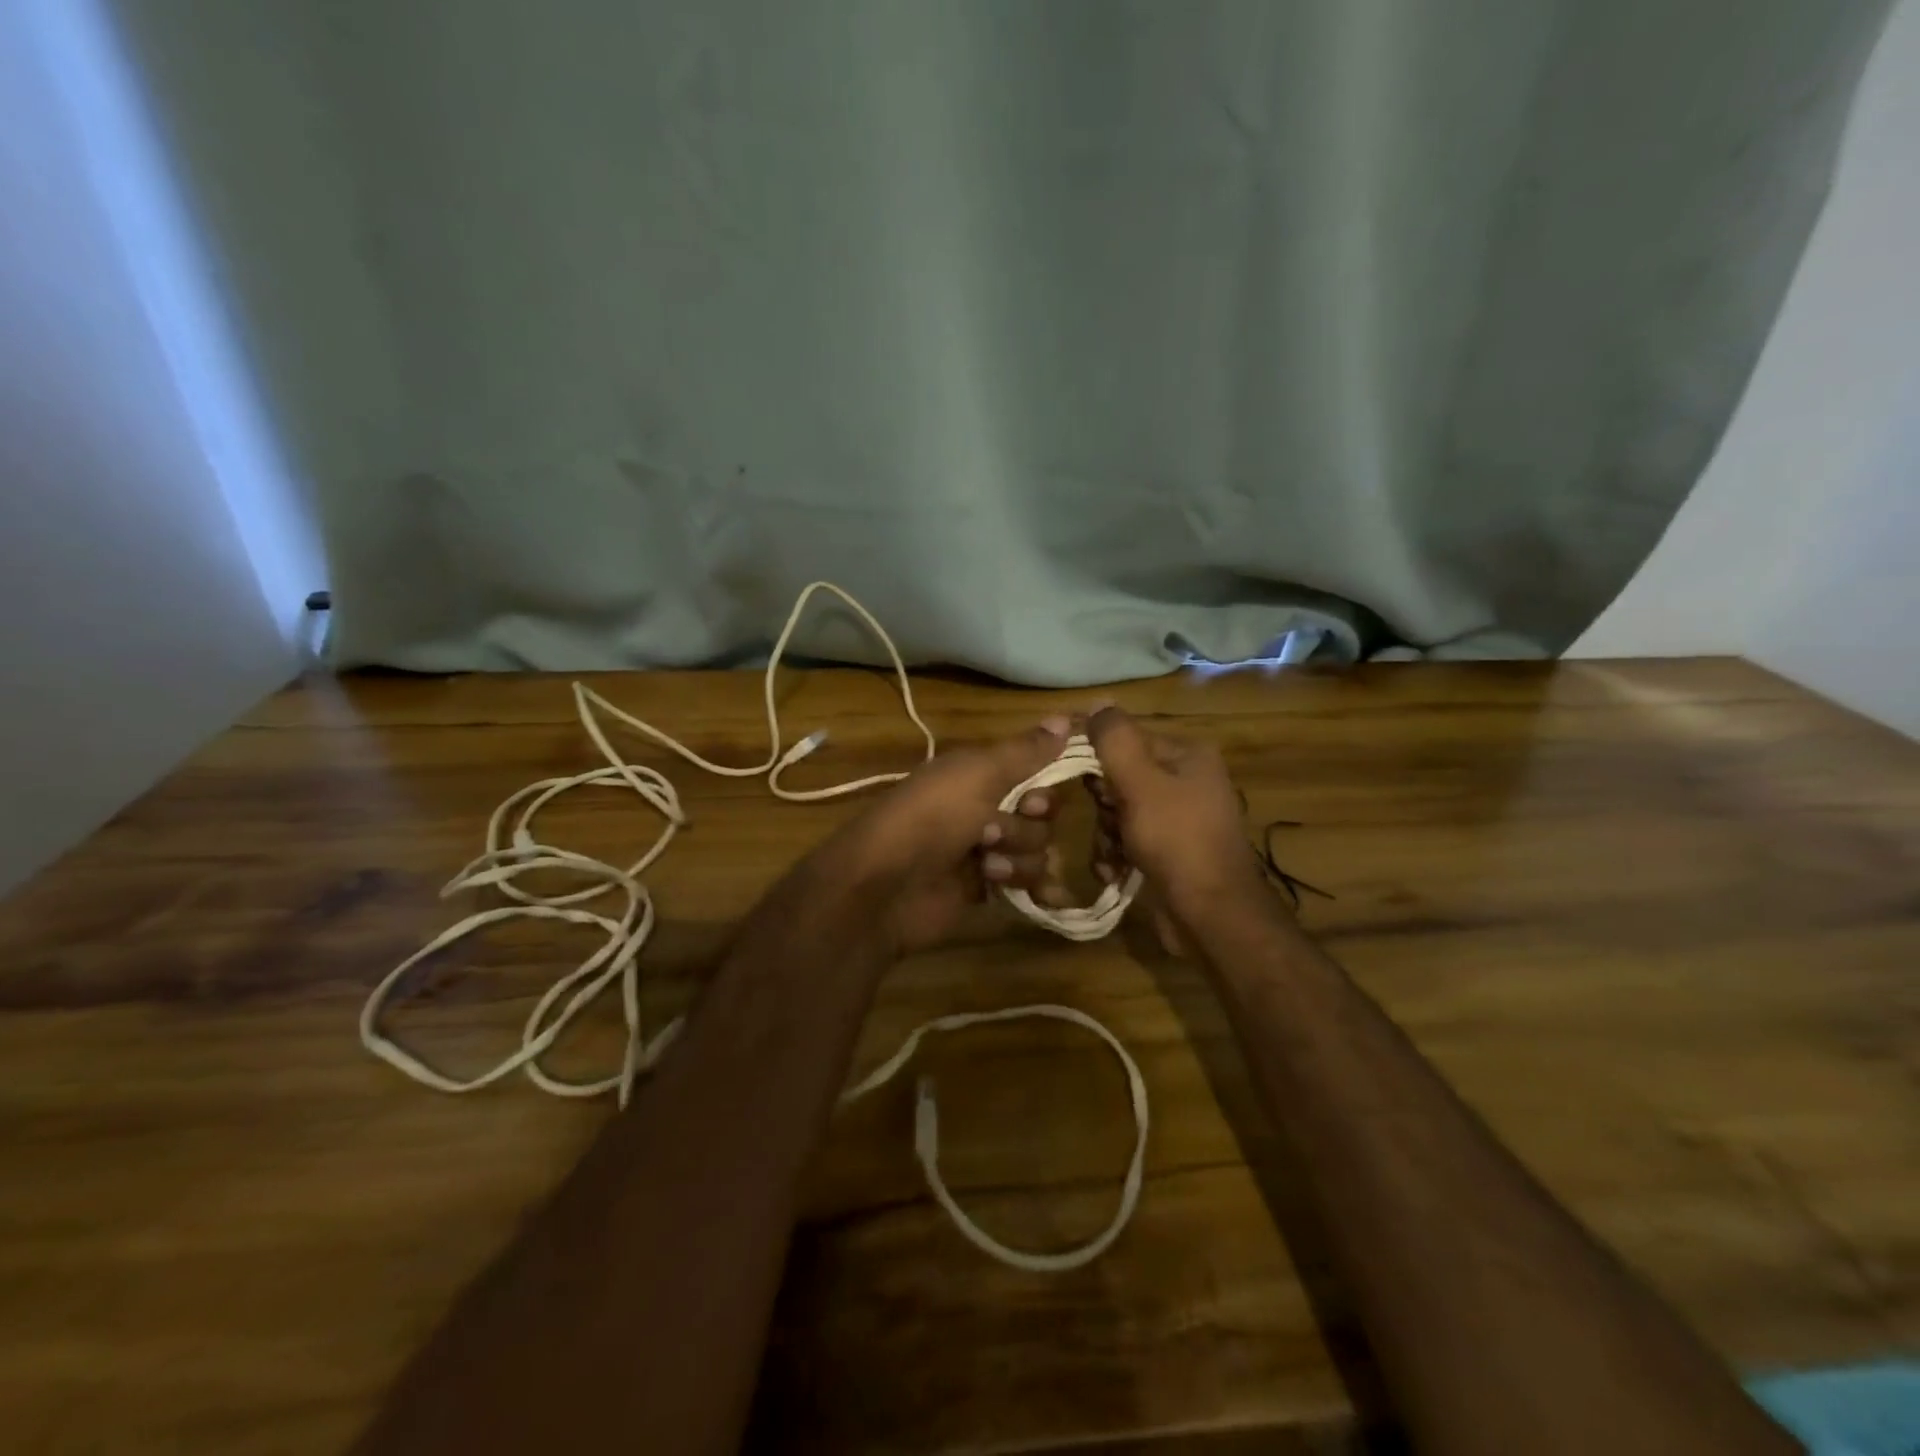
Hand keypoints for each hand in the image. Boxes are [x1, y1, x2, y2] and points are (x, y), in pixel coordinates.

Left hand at [836, 717, 1075, 954]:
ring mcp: (986, 851)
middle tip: (991, 834)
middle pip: (1041, 814)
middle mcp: (985, 808)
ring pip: (1037, 850)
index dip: (1043, 787)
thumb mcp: (978, 773)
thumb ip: (1025, 751)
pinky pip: (1028, 883)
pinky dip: (1031, 886)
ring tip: (984, 866)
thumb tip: (1068, 717)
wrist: (886, 886)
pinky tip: (1033, 895)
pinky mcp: (987, 889)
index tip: (1031, 799)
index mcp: (979, 774)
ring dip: (1017, 858)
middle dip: (1025, 826)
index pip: (1035, 772)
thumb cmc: (931, 817)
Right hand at [1085, 705, 1266, 935]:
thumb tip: (1097, 702)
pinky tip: (1116, 872)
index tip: (1071, 777)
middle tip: (1109, 821)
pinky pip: (1128, 839)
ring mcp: (1178, 818)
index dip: (1094, 755)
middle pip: (1120, 776)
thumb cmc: (1177, 841)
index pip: (1126, 737)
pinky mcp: (1169, 851)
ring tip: (1114, 856)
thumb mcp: (1141, 783)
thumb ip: (1115, 740)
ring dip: (1106, 834)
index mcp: (1187, 755)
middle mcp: (1186, 781)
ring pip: (1118, 811)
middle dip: (1103, 803)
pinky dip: (1116, 854)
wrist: (1211, 916)